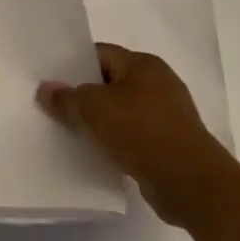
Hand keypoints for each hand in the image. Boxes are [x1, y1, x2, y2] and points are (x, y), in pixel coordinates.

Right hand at [38, 44, 237, 228]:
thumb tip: (45, 90)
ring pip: (121, 111)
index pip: (100, 54)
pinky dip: (116, 142)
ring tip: (70, 132)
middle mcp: (158, 83)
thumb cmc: (144, 133)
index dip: (73, 65)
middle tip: (55, 107)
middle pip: (110, 82)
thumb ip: (67, 98)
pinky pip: (133, 136)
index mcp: (143, 64)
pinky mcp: (170, 145)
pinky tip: (97, 154)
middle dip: (84, 95)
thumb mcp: (95, 110)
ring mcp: (167, 116)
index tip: (50, 81)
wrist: (194, 186)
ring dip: (100, 122)